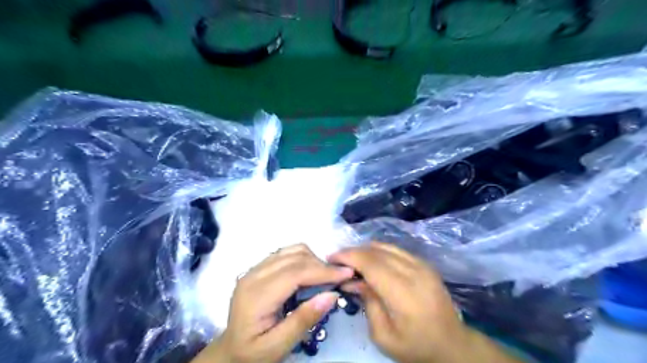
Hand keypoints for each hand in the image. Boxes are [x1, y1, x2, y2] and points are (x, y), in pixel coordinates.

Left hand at [195, 244, 352, 362]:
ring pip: (292, 250)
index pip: (295, 272)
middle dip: (321, 265)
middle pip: (295, 257)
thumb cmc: (253, 352)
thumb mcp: (278, 346)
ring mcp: (255, 268)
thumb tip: (332, 295)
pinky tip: (309, 274)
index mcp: (256, 295)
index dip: (323, 271)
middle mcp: (253, 275)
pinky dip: (303, 258)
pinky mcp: (259, 267)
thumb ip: (304, 320)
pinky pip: (286, 253)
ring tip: (325, 277)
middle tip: (340, 278)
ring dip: (313, 259)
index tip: (347, 273)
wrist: (230, 350)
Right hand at [330, 242, 518, 362]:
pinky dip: (379, 251)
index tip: (331, 257)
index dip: (348, 256)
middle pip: (377, 251)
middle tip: (338, 259)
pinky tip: (371, 260)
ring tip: (352, 260)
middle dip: (353, 251)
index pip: (371, 263)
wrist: (452, 344)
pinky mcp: (425, 264)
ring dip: (365, 249)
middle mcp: (414, 272)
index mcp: (403, 292)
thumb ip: (368, 303)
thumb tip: (353, 279)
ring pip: (386, 246)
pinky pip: (397, 250)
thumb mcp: (384, 335)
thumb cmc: (415, 346)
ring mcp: (422, 265)